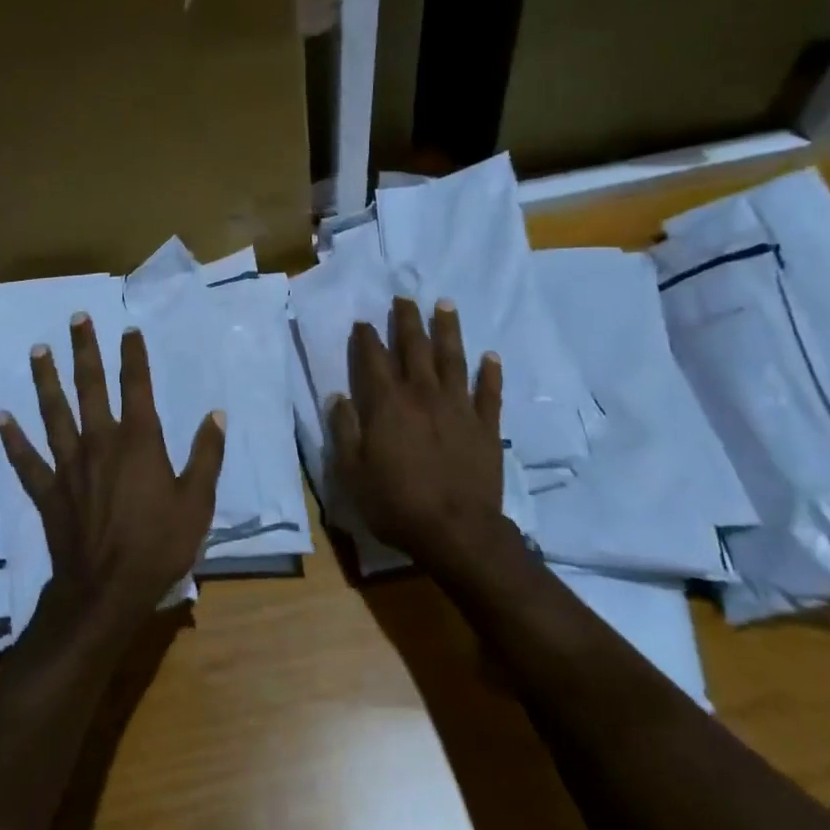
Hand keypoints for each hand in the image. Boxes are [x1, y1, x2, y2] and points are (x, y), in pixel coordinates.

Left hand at [0, 315, 225, 637]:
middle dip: (85, 351)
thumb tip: (216, 414)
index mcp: (138, 441)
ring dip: (46, 380)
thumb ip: (207, 455)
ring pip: (54, 412)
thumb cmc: (159, 545)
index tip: (128, 329)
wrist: (107, 592)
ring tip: (37, 351)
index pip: (137, 386)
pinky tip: (3, 418)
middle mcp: (100, 442)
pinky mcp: (49, 491)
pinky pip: (28, 460)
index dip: (134, 356)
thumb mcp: (197, 501)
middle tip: (76, 319)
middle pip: (90, 387)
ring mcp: (69, 465)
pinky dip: (14, 439)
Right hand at [330, 297, 506, 571]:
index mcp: (388, 403)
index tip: (363, 322)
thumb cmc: (396, 503)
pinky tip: (491, 356)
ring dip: (448, 330)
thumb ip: (344, 429)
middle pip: (414, 347)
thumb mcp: (352, 471)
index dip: (366, 338)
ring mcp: (458, 407)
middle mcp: (423, 394)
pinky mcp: (485, 426)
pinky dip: (490, 373)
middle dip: (407, 320)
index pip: (373, 359)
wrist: (456, 532)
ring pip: (453, 359)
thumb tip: (339, 396)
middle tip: (404, 297)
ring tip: (445, 305)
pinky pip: (489, 393)